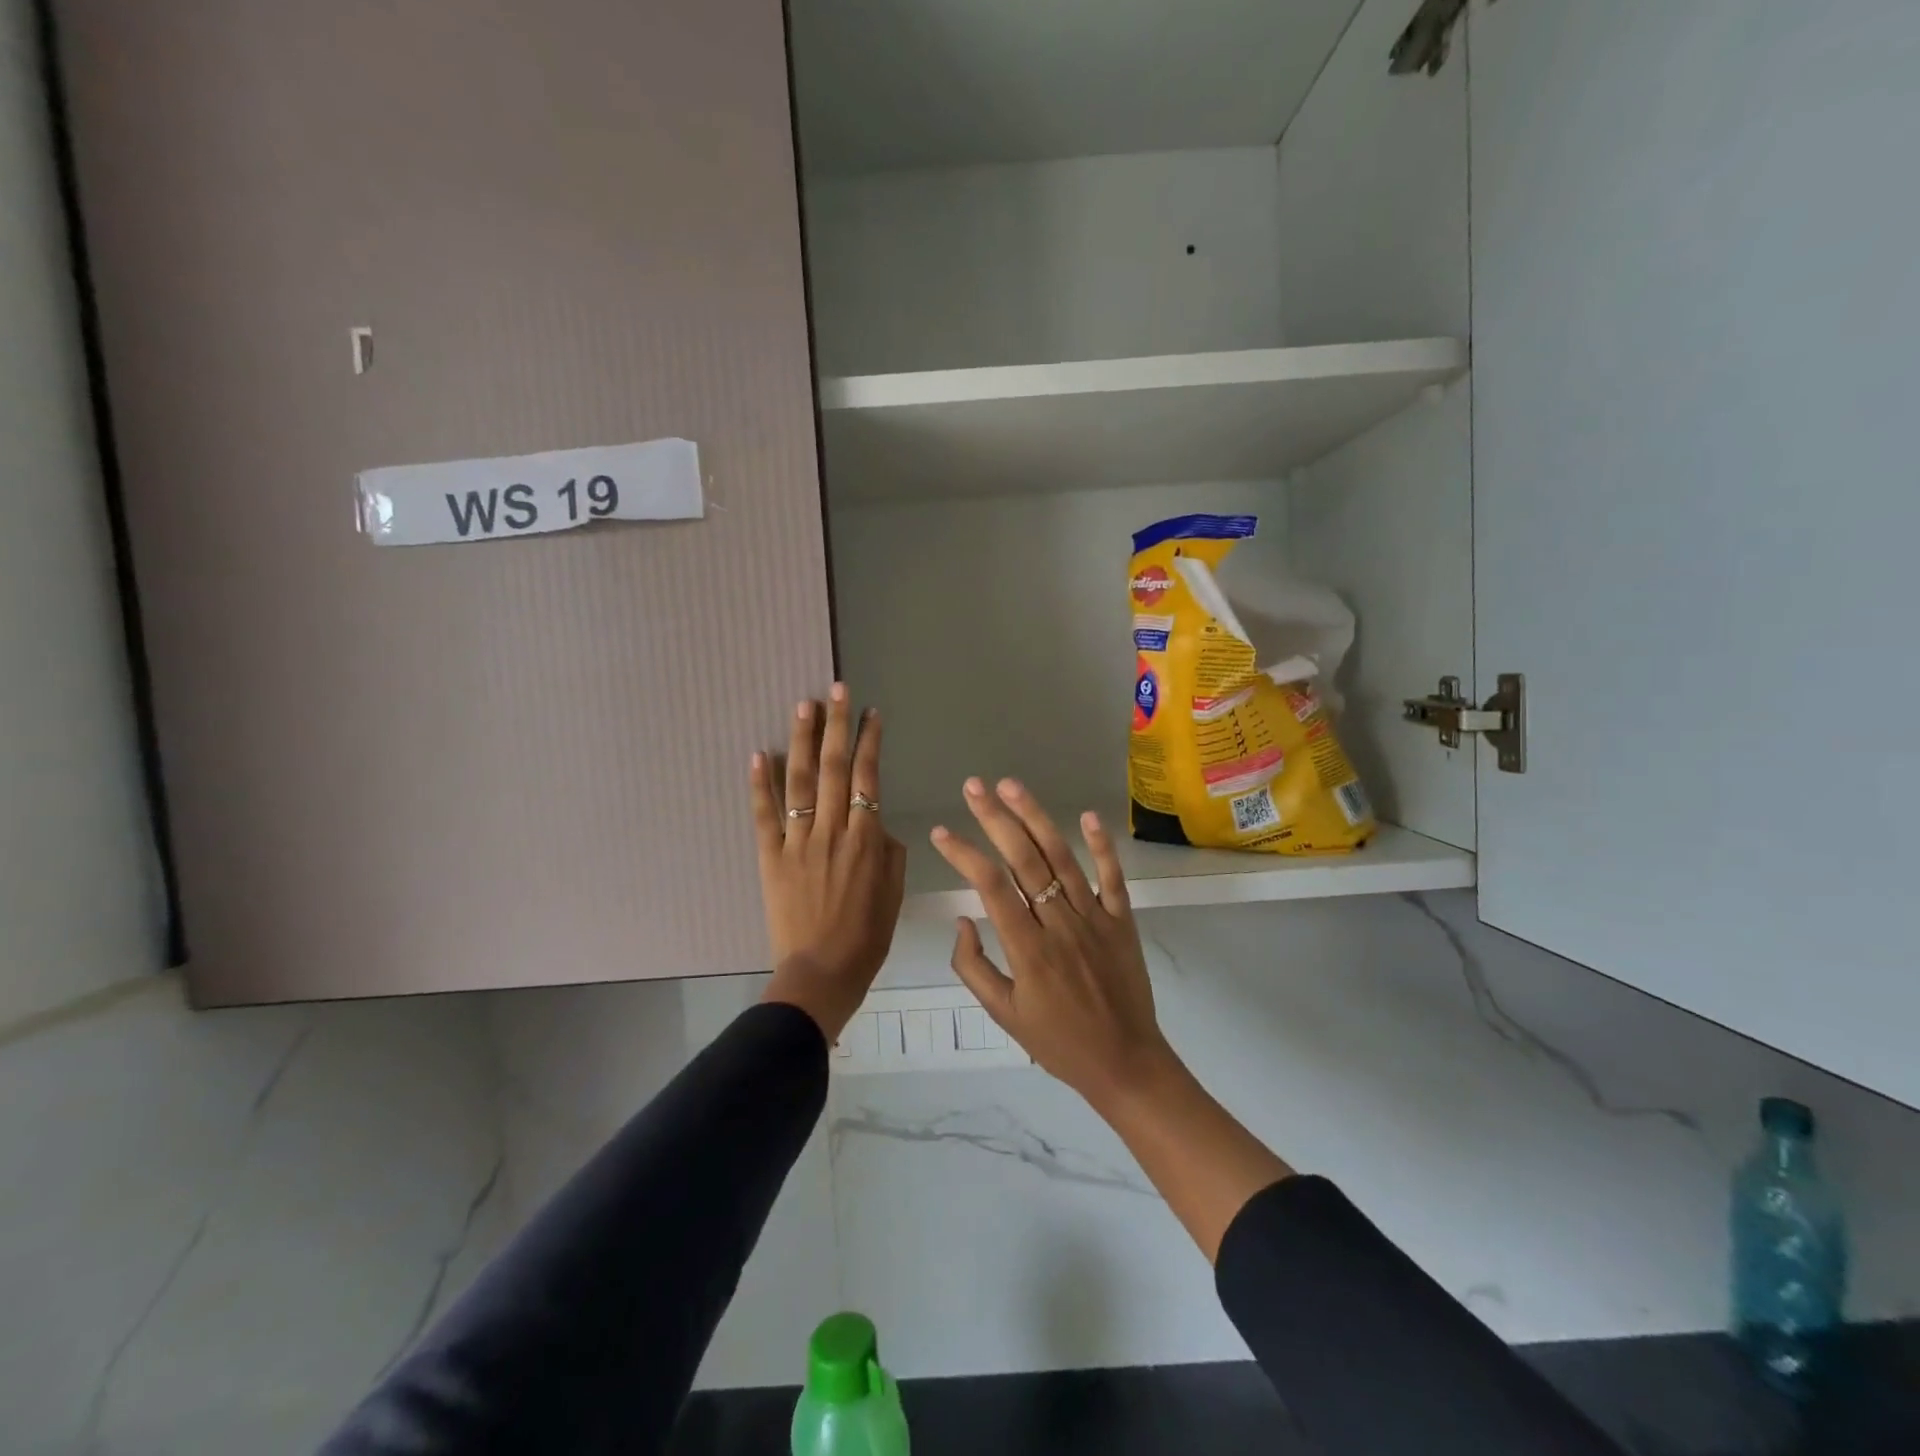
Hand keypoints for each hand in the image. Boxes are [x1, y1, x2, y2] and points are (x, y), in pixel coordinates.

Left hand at [753, 685, 905, 1041]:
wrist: (820, 973)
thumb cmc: (866, 938)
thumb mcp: (894, 895)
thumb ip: (889, 853)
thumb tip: (878, 825)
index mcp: (867, 840)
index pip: (869, 778)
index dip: (870, 742)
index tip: (871, 713)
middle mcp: (833, 831)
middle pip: (836, 769)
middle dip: (837, 726)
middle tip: (836, 690)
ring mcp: (799, 842)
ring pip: (801, 782)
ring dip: (803, 741)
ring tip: (804, 705)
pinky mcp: (771, 857)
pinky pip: (765, 816)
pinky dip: (760, 784)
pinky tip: (759, 753)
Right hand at [930, 778, 1179, 1111]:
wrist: (1126, 1063)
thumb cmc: (1058, 1043)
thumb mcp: (1004, 1014)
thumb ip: (974, 967)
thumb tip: (962, 919)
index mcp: (1028, 949)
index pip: (990, 887)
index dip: (964, 854)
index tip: (942, 832)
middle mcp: (1059, 923)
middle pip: (1024, 860)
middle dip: (995, 819)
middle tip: (973, 786)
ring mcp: (1095, 917)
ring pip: (1062, 858)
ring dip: (1036, 818)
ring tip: (1012, 786)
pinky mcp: (1123, 920)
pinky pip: (1112, 877)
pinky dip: (1102, 846)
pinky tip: (1087, 815)